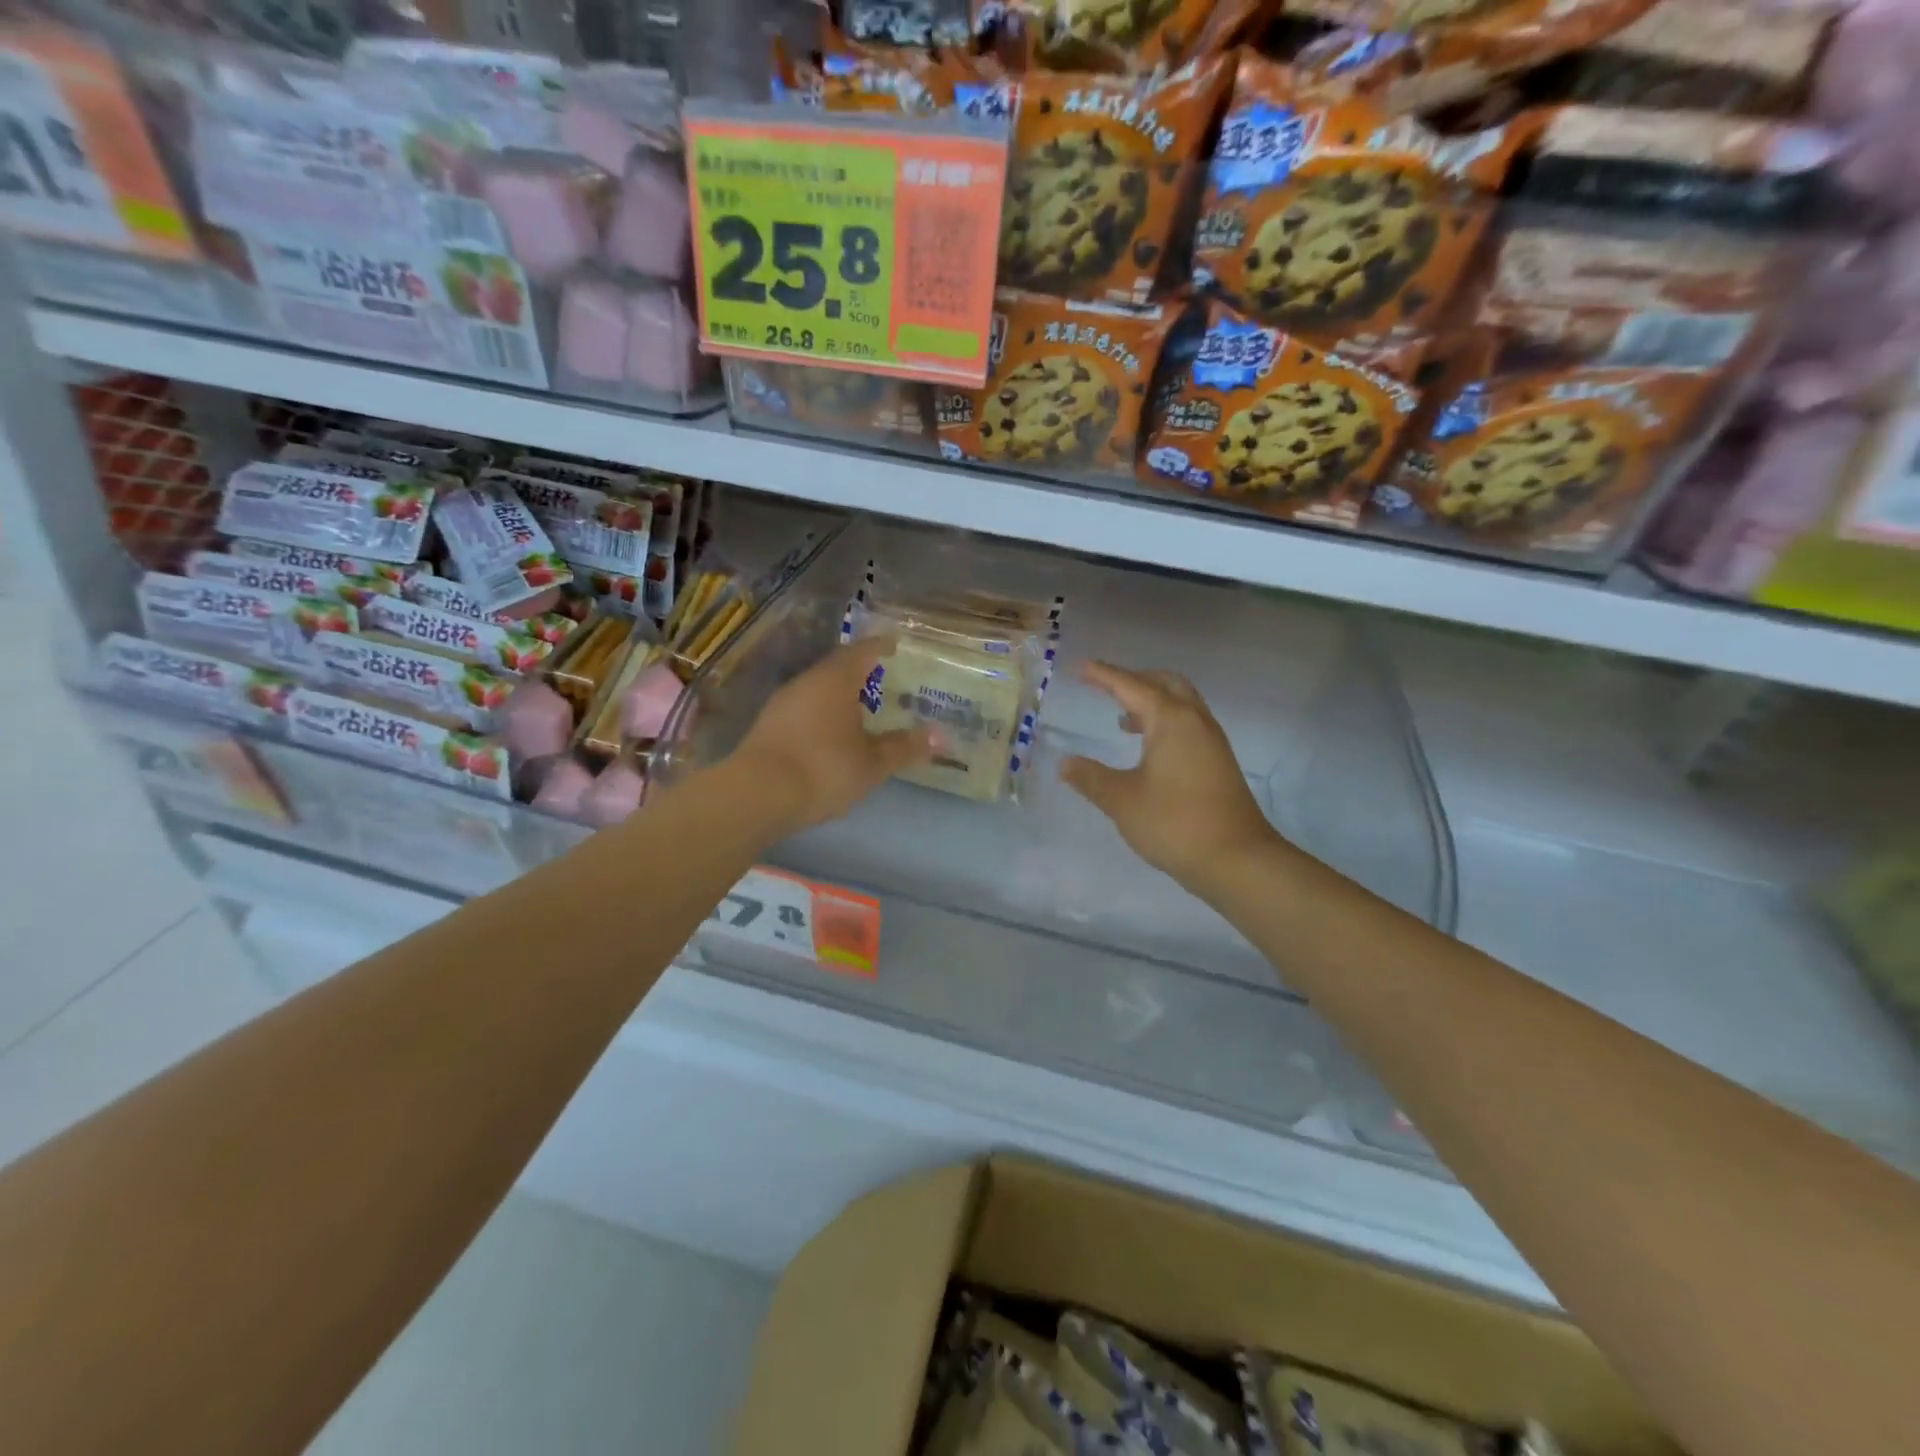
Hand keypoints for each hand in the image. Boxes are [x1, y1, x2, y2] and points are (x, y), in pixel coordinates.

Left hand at [730, 637, 933, 835]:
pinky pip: (803, 709)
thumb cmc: (824, 768)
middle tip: (883, 679)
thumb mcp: (872, 763)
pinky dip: (821, 714)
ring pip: (817, 689)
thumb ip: (904, 747)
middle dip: (860, 671)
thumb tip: (941, 735)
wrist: (757, 795)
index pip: (863, 651)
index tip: (894, 645)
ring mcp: (782, 703)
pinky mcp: (767, 726)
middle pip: (837, 667)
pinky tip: (830, 734)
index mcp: (836, 680)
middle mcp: (807, 682)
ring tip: (860, 709)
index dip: (880, 646)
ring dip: (838, 695)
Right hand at [1060, 662, 1279, 895]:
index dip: (1104, 675)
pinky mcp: (1218, 761)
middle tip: (1105, 687)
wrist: (1237, 859)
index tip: (1081, 667)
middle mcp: (1195, 720)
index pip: (1131, 686)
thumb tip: (1065, 764)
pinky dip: (1165, 721)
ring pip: (1181, 702)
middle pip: (1164, 683)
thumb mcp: (1122, 800)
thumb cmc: (1174, 823)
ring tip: (1122, 718)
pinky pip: (1188, 723)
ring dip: (1151, 701)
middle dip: (1134, 679)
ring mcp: (1211, 740)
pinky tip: (1148, 748)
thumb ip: (1091, 778)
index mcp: (1170, 720)